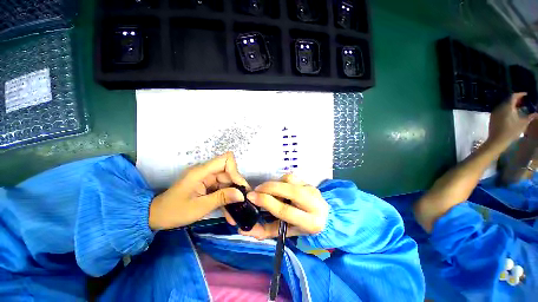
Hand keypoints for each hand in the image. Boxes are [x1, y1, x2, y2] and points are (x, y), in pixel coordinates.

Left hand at [148, 152, 248, 229]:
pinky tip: (230, 213)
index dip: (235, 171)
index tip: (239, 187)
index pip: (225, 160)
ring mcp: (207, 179)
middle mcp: (206, 172)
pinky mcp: (208, 185)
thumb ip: (222, 198)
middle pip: (229, 172)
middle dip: (237, 186)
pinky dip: (227, 198)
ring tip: (238, 211)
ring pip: (228, 182)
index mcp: (202, 172)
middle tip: (243, 202)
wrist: (157, 216)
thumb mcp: (200, 207)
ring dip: (233, 195)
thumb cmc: (174, 211)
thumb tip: (241, 195)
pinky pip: (222, 189)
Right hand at [239, 174, 328, 239]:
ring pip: (289, 180)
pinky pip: (291, 177)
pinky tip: (279, 187)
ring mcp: (313, 190)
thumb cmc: (302, 227)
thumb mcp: (285, 232)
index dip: (266, 202)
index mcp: (310, 223)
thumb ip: (266, 231)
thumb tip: (245, 230)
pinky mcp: (310, 183)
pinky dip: (281, 181)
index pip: (285, 210)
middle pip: (289, 190)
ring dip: (275, 183)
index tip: (252, 196)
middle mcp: (314, 204)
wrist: (323, 217)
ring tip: (268, 190)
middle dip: (269, 187)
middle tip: (256, 190)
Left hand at [488, 93, 537, 148]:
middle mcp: (500, 107)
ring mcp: (495, 112)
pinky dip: (507, 109)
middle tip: (524, 101)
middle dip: (517, 99)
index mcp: (507, 106)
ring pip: (504, 105)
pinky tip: (512, 113)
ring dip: (512, 104)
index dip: (520, 94)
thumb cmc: (511, 131)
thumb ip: (530, 116)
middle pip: (508, 100)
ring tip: (520, 107)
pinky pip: (500, 110)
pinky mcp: (492, 117)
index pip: (513, 96)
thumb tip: (536, 113)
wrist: (497, 140)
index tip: (526, 94)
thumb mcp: (523, 123)